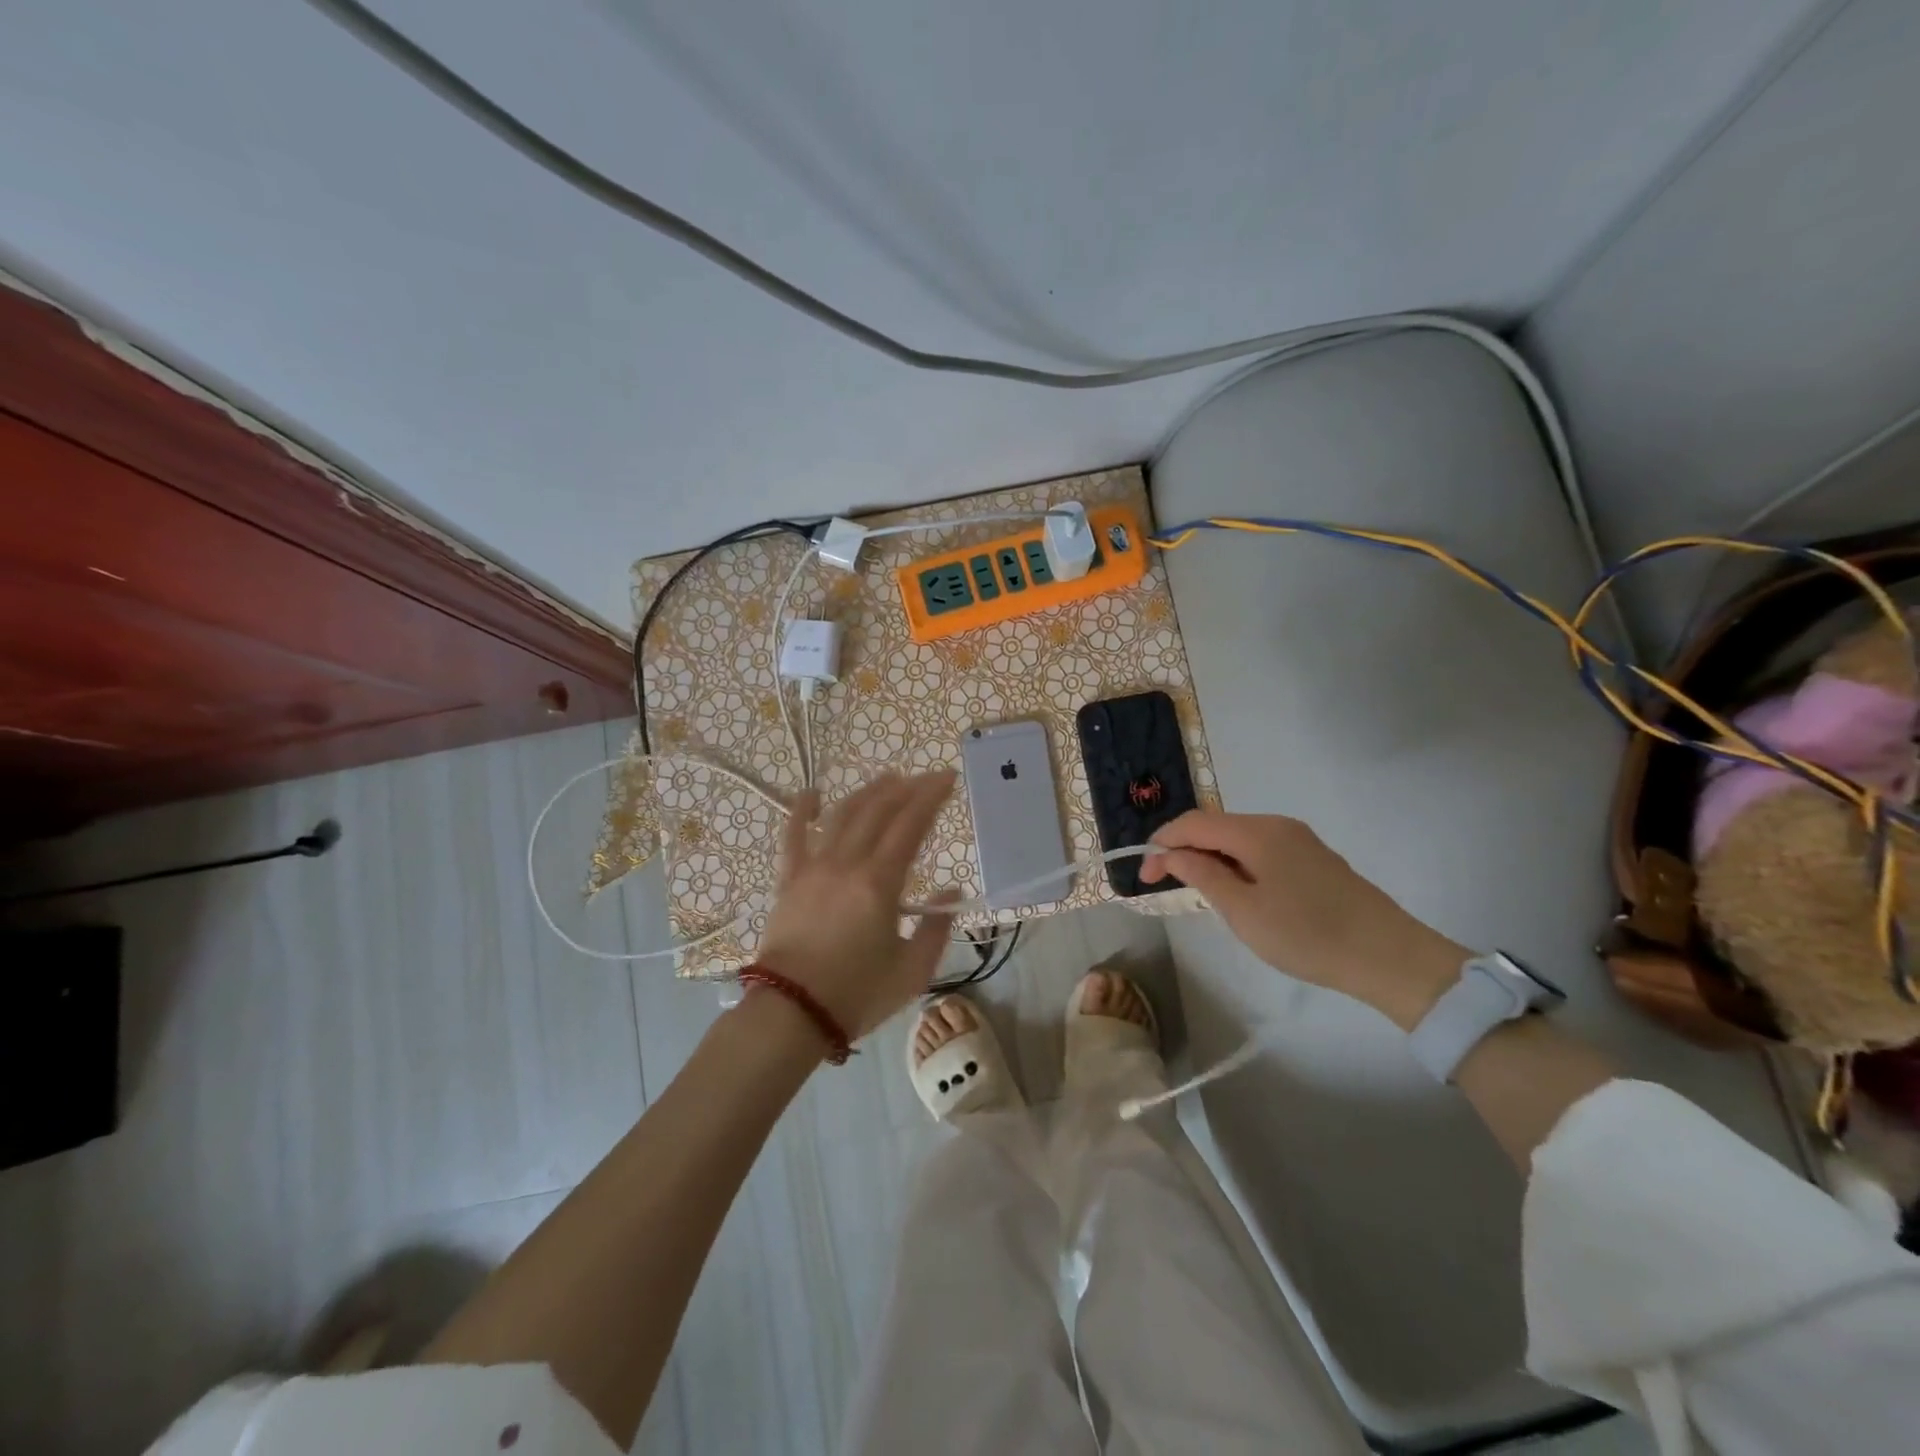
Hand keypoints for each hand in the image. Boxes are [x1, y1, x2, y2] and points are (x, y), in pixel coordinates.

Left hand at [755, 771, 958, 1042]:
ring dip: (866, 792)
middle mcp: (846, 864)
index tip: (947, 779)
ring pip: (842, 815)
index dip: (931, 797)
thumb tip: (951, 892)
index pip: (910, 825)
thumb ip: (936, 928)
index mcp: (879, 882)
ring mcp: (813, 868)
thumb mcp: (912, 971)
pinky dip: (801, 811)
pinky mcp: (788, 880)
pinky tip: (812, 794)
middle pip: (878, 811)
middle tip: (925, 778)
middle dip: (905, 788)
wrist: (792, 1014)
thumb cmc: (857, 995)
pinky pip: (792, 836)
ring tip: (887, 779)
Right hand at [1141, 809, 1465, 1029]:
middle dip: (1184, 849)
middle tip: (1164, 883)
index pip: (1194, 822)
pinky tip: (1237, 891)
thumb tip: (1172, 853)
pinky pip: (1261, 850)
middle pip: (1216, 826)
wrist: (1390, 957)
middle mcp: (1277, 825)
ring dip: (1210, 857)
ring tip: (1197, 891)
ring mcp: (1300, 840)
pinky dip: (1236, 864)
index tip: (1145, 875)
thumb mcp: (1243, 911)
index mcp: (1257, 832)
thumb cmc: (1307, 935)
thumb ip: (1202, 875)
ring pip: (1238, 839)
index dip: (1163, 843)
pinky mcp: (1314, 859)